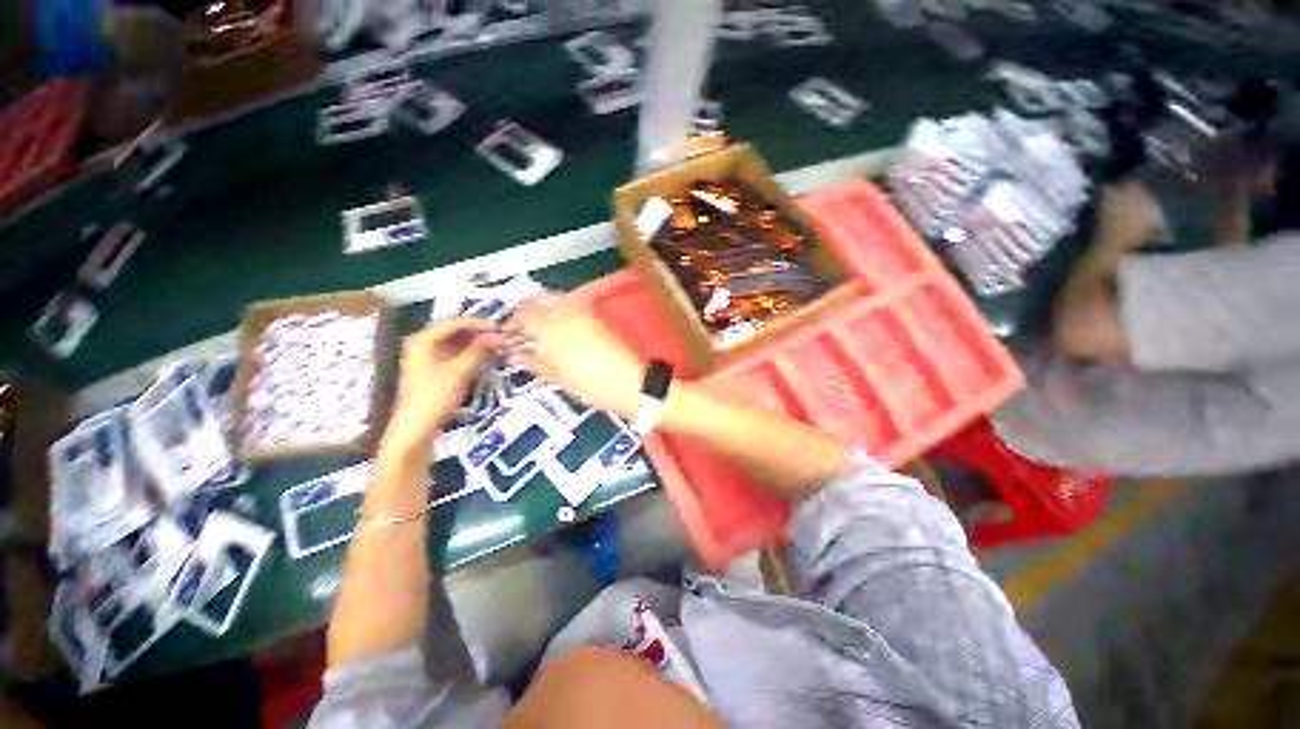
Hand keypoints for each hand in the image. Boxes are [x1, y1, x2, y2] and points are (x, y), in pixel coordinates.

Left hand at [381, 319, 498, 456]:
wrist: (415, 429)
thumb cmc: (433, 398)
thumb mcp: (458, 372)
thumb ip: (477, 351)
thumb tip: (496, 336)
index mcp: (422, 341)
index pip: (452, 323)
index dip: (476, 323)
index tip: (498, 327)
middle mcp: (422, 345)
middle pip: (453, 331)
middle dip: (477, 333)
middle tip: (500, 336)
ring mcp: (428, 358)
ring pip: (456, 343)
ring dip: (476, 343)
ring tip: (496, 346)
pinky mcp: (435, 370)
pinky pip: (455, 355)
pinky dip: (471, 354)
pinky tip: (485, 357)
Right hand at [506, 296, 644, 418]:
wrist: (630, 381)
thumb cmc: (592, 384)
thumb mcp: (559, 377)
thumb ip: (535, 362)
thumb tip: (517, 355)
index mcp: (553, 328)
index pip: (524, 314)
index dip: (512, 322)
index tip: (510, 333)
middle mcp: (568, 312)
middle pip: (539, 299)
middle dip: (527, 311)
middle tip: (523, 328)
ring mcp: (585, 312)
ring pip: (557, 299)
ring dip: (544, 309)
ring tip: (541, 330)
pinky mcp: (598, 317)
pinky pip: (573, 306)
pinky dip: (561, 312)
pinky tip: (561, 330)